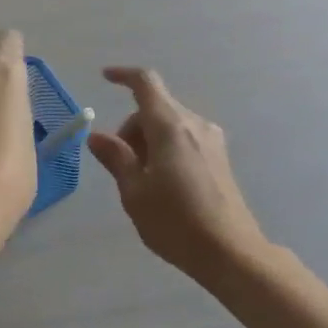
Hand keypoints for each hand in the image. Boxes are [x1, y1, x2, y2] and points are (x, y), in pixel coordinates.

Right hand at [87, 67, 269, 281]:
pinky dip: (167, 148)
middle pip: (156, 108)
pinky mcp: (220, 158)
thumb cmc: (175, 222)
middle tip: (121, 165)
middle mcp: (194, 124)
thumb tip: (97, 136)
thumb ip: (116, 159)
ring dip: (149, 140)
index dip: (124, 76)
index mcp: (171, 126)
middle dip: (131, 127)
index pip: (146, 84)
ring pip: (170, 124)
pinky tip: (163, 183)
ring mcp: (212, 140)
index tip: (105, 78)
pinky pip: (185, 139)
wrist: (230, 252)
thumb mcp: (134, 192)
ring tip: (142, 180)